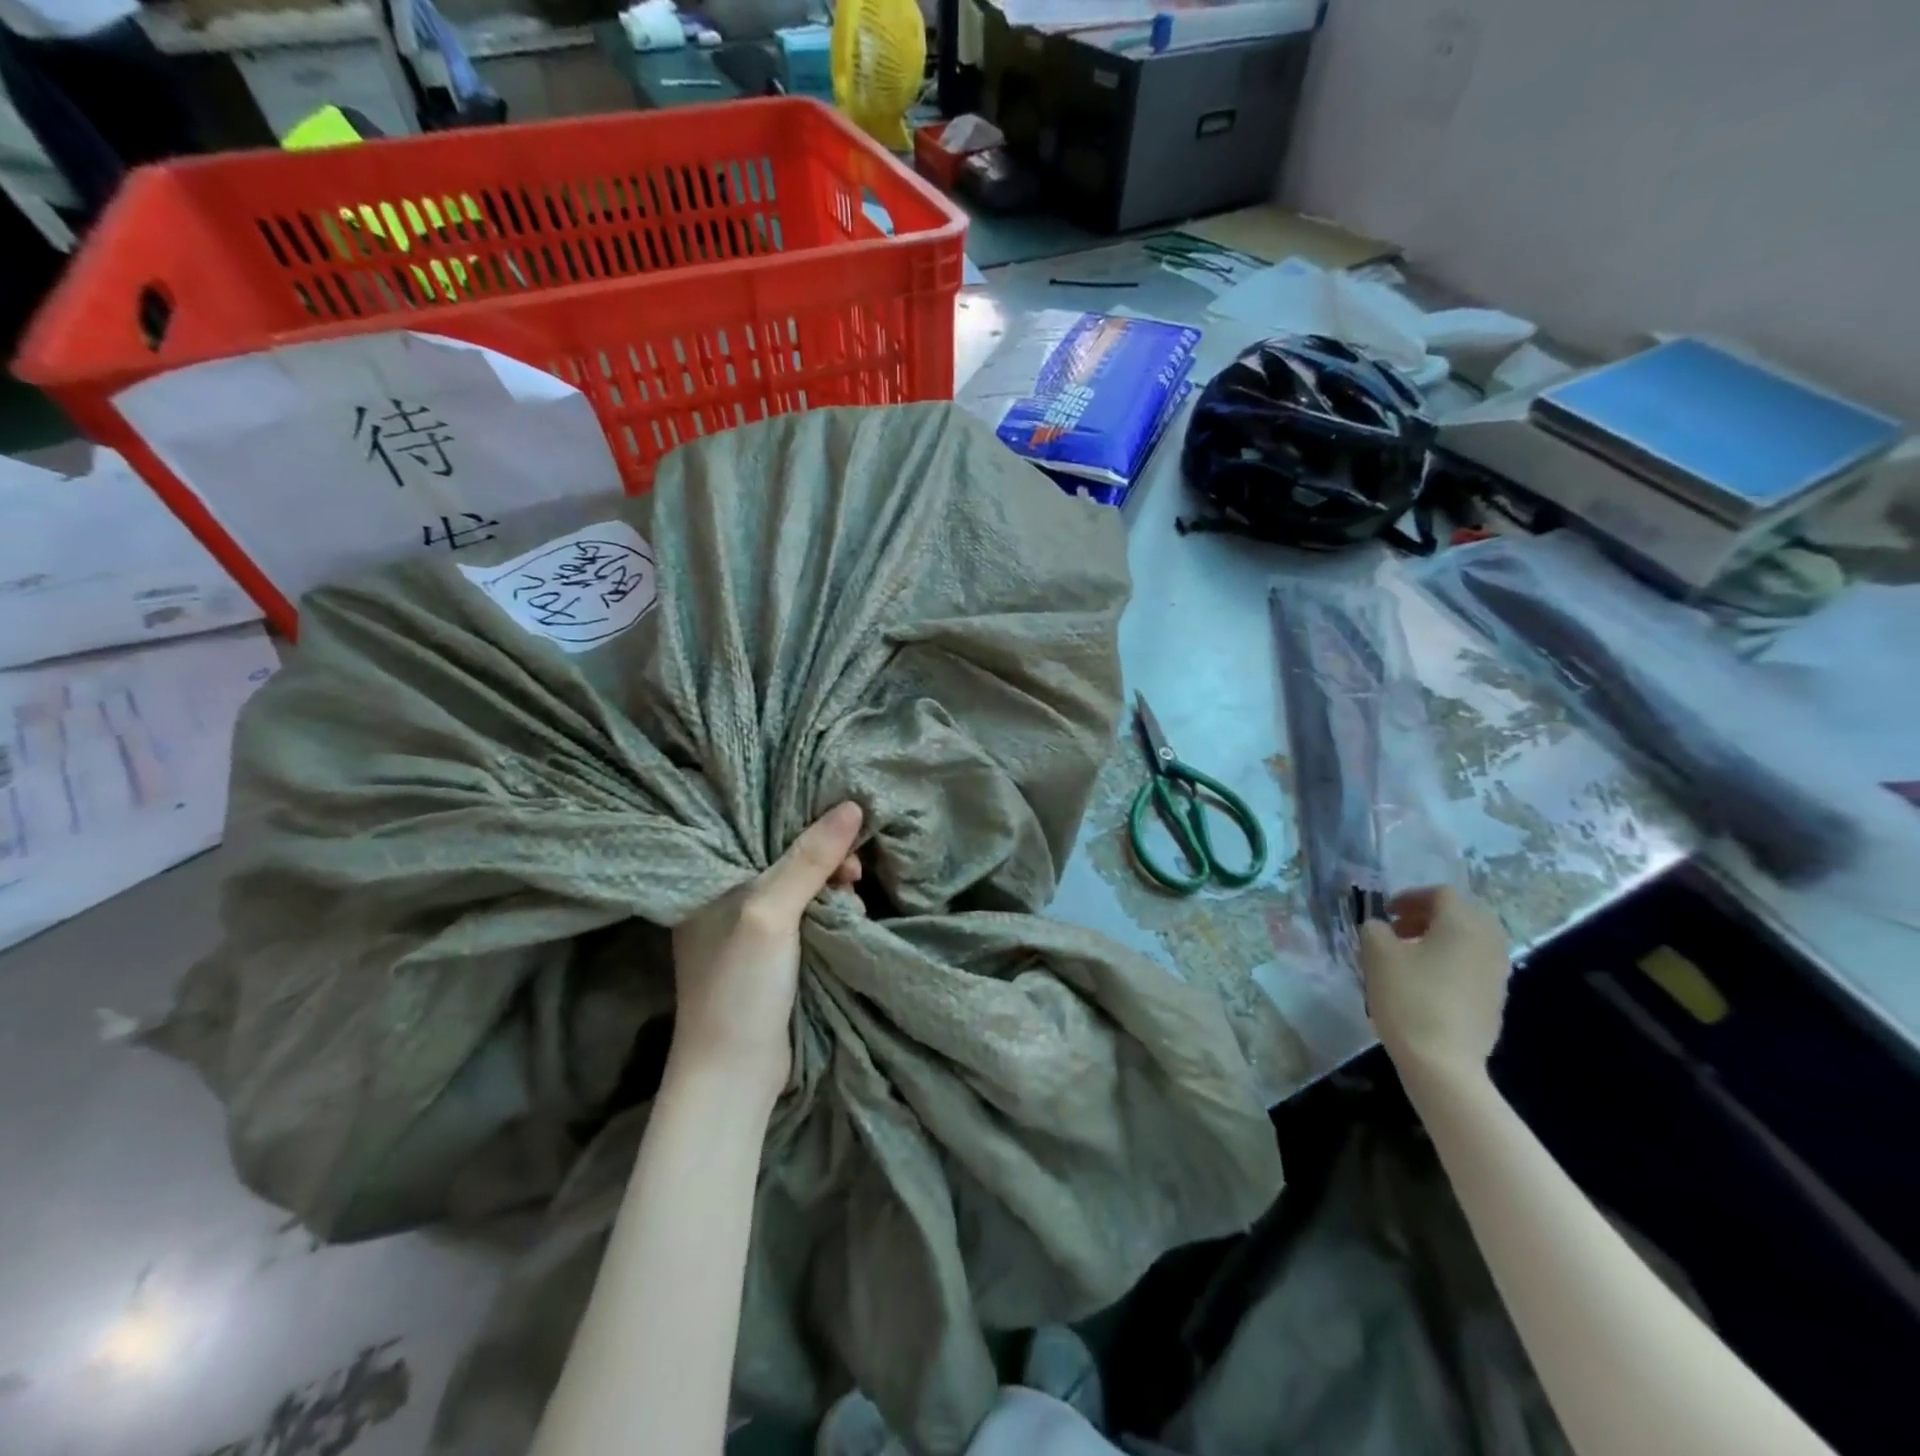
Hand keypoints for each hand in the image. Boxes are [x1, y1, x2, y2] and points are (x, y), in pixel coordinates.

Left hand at [669, 802, 864, 1103]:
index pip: (759, 830)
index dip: (801, 822)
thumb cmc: (740, 985)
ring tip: (853, 900)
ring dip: (834, 888)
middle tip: (853, 874)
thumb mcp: (771, 913)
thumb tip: (852, 806)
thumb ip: (808, 860)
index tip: (841, 827)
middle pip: (786, 857)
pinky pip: (809, 914)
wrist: (734, 1074)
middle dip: (826, 859)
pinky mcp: (773, 954)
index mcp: (710, 881)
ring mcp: (750, 929)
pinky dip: (832, 911)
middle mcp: (726, 899)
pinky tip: (850, 916)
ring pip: (803, 886)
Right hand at [1358, 886, 1512, 1081]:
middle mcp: (1488, 943)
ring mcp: (1497, 974)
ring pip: (1470, 941)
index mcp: (1462, 925)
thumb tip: (1381, 927)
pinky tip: (1425, 984)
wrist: (1444, 1062)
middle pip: (1463, 915)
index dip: (1411, 897)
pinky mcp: (1496, 1000)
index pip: (1442, 894)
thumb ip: (1375, 929)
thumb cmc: (1409, 998)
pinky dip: (1451, 962)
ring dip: (1440, 940)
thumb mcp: (1377, 954)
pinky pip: (1474, 966)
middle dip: (1429, 916)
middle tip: (1400, 930)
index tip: (1386, 912)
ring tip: (1409, 957)